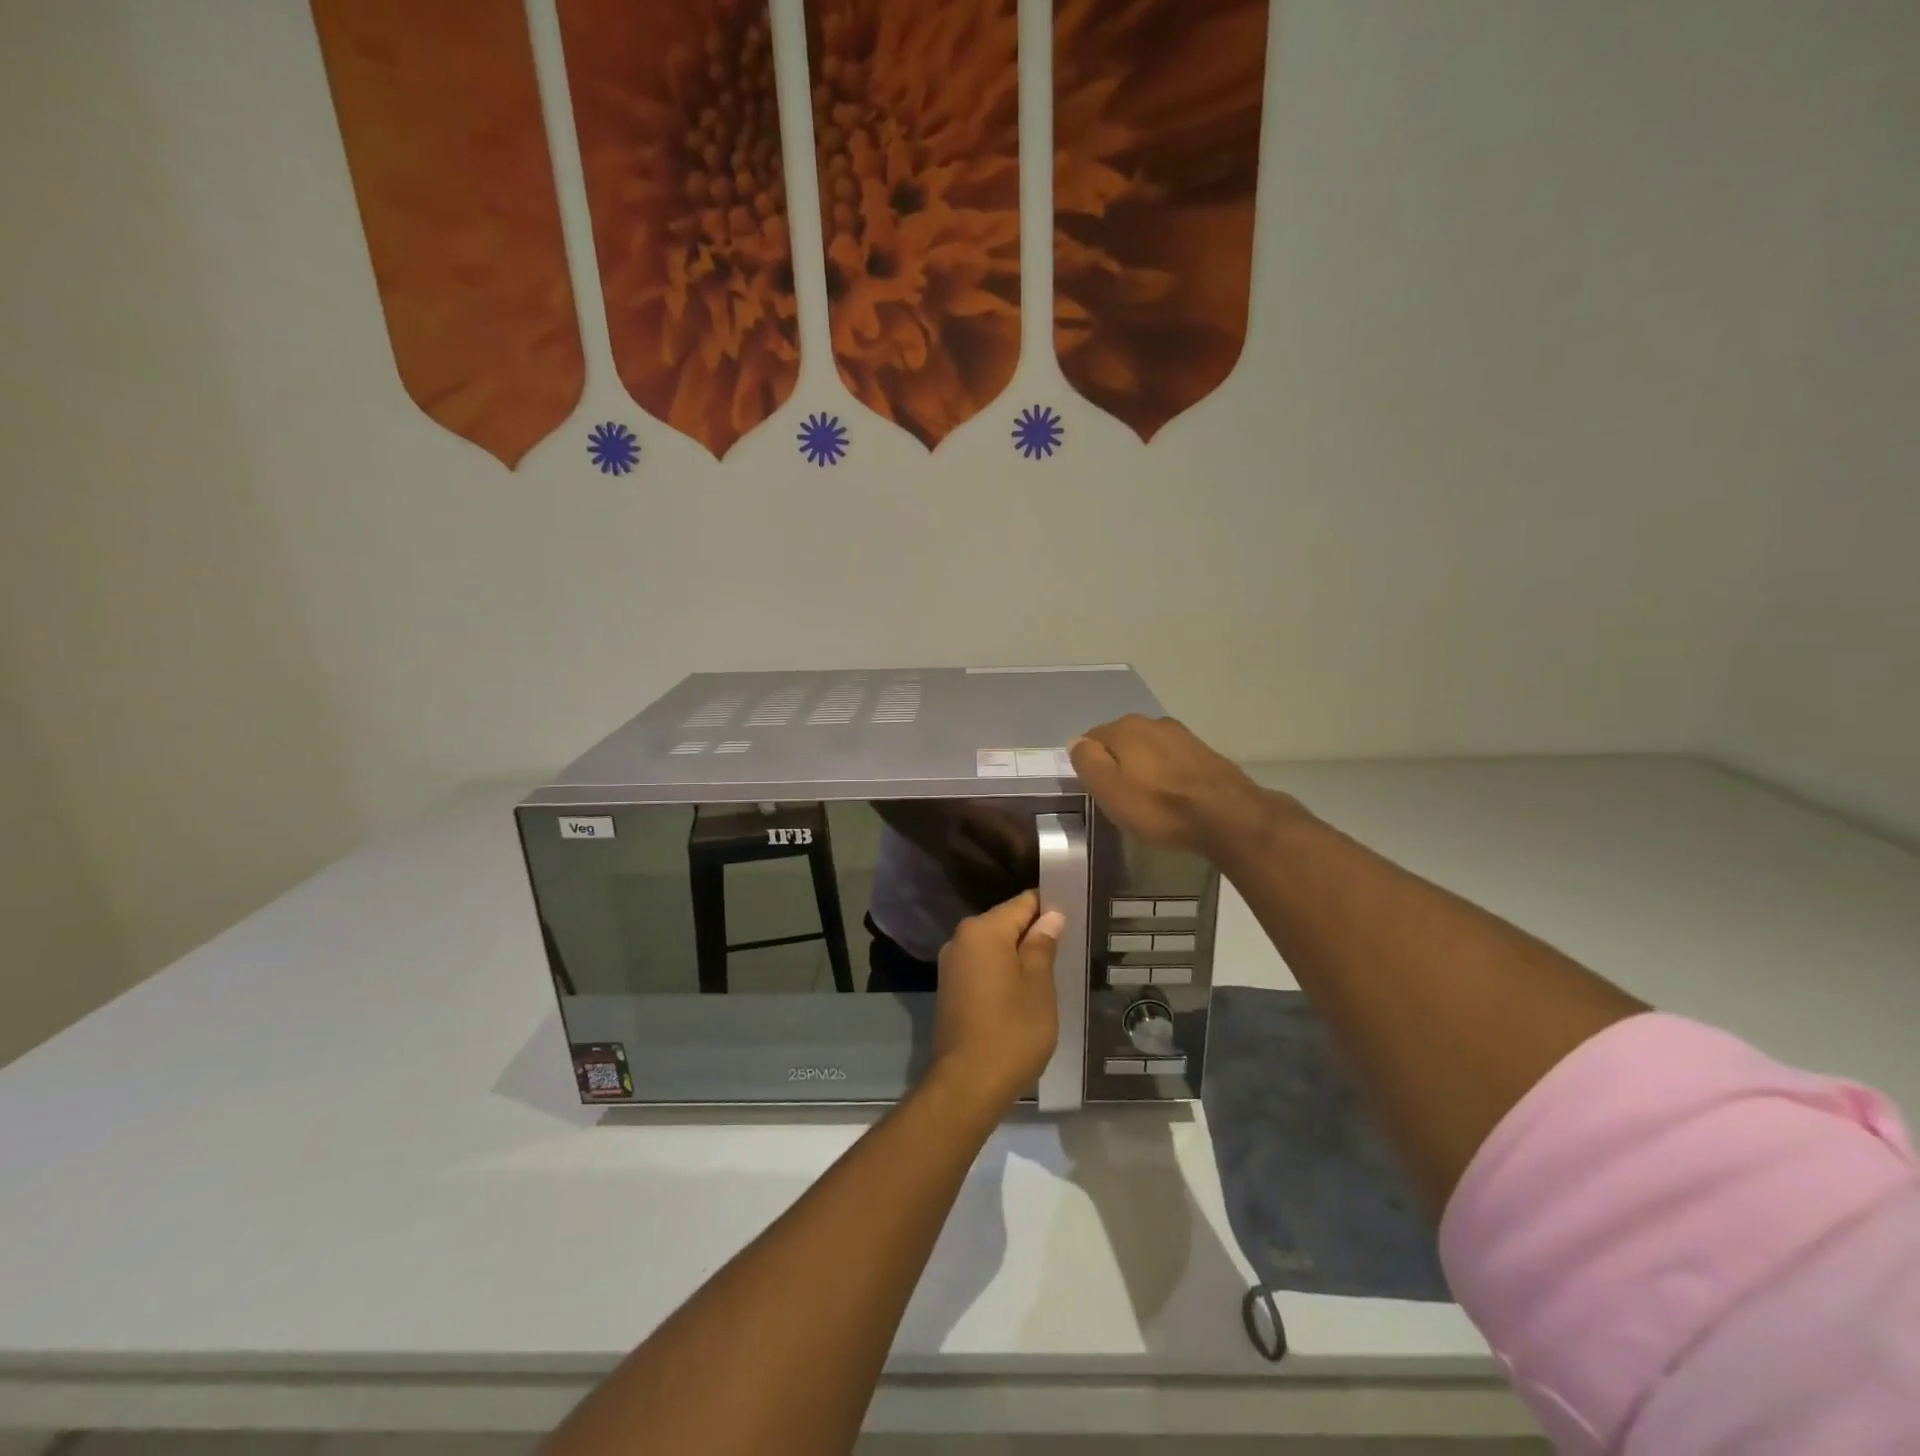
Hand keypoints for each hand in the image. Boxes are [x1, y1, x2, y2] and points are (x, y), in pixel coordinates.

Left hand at [931, 891, 1063, 1110]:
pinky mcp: (949, 989)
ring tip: (1050, 971)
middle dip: (1034, 933)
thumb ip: (1042, 945)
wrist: (967, 1084)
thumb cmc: (1012, 1031)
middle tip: (1067, 948)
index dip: (1049, 908)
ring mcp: (951, 965)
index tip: (1074, 919)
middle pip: (1005, 922)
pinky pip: (981, 967)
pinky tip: (1022, 992)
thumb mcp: (1038, 986)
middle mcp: (961, 939)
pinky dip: (1002, 972)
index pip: (1023, 903)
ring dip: (1018, 955)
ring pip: (993, 947)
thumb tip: (1051, 916)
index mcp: (983, 930)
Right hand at [1070, 715, 1283, 856]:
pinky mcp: (1204, 752)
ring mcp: (1182, 735)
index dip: (1089, 765)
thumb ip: (1087, 761)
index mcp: (1124, 727)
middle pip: (1121, 742)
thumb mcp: (1108, 789)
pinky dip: (1166, 773)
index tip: (1096, 790)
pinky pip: (1172, 760)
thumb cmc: (1158, 806)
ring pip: (1148, 749)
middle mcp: (1152, 722)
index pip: (1090, 738)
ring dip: (1143, 768)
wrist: (1227, 815)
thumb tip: (1076, 742)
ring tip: (1147, 798)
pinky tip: (1172, 795)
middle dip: (1117, 763)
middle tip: (1119, 796)